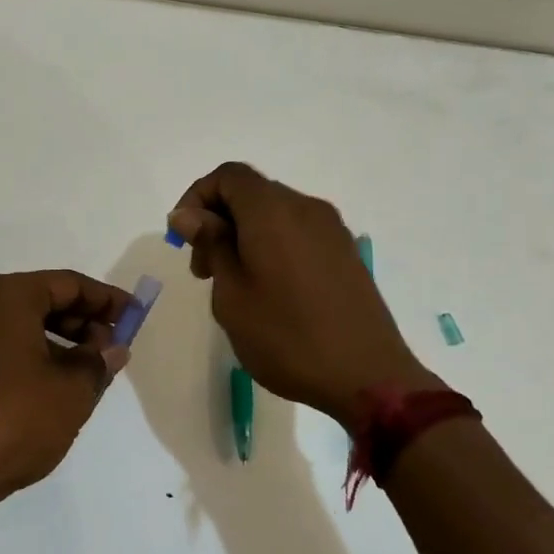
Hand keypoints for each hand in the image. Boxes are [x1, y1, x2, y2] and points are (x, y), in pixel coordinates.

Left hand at [0, 270, 132, 533]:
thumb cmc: (14, 421)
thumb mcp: (72, 391)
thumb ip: (98, 361)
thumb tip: (113, 347)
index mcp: (5, 295)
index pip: (68, 284)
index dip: (107, 300)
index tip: (135, 316)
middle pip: (41, 300)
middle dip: (82, 322)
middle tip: (113, 348)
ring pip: (19, 325)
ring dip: (57, 341)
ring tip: (87, 372)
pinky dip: (29, 355)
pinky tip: (50, 386)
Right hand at [169, 163, 438, 430]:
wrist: (369, 378)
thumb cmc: (286, 336)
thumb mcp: (231, 294)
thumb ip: (211, 244)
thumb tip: (188, 214)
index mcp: (273, 211)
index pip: (228, 175)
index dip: (197, 197)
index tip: (184, 238)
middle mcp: (306, 208)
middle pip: (251, 193)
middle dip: (218, 221)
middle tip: (204, 271)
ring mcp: (332, 230)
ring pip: (274, 214)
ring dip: (244, 235)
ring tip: (235, 286)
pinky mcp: (345, 253)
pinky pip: (298, 233)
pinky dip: (272, 246)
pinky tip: (269, 290)